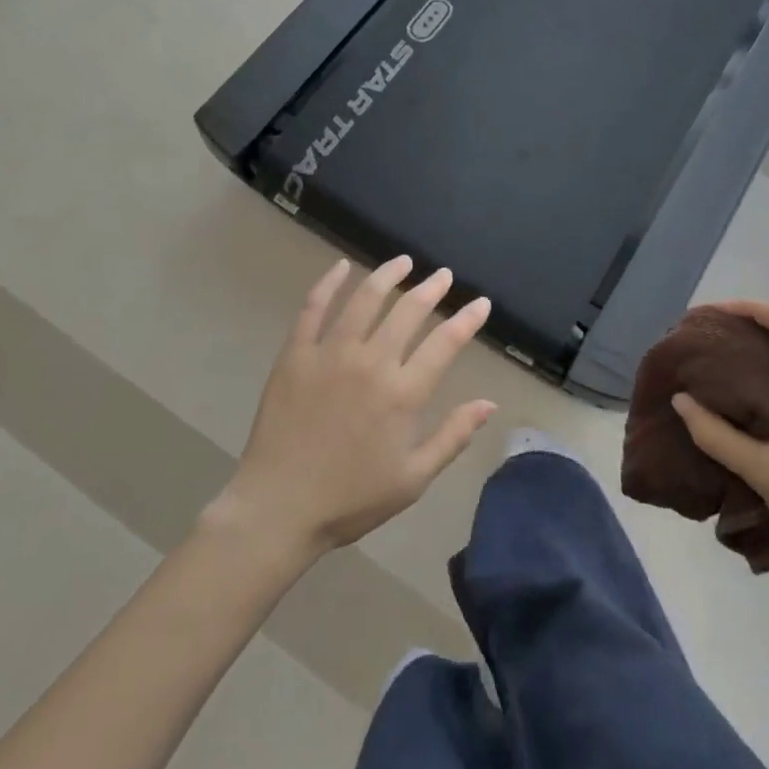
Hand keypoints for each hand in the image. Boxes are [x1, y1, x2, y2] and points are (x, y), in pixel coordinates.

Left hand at [211, 257, 495, 560]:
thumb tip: (488, 403)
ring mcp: (331, 353)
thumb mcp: (413, 478)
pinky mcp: (296, 354)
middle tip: (443, 275)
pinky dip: (328, 283)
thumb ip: (453, 436)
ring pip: (365, 299)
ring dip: (388, 275)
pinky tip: (341, 267)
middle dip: (431, 289)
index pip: (445, 343)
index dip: (467, 319)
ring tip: (403, 261)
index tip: (481, 303)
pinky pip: (313, 308)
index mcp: (403, 393)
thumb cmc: (351, 498)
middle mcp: (372, 363)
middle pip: (408, 311)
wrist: (279, 507)